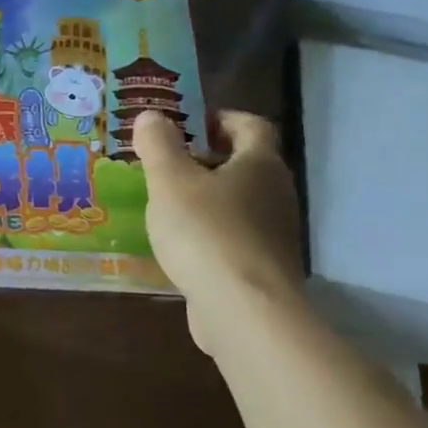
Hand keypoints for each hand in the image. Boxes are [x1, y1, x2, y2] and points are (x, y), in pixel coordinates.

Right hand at [135, 108, 302, 342]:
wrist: (244, 312)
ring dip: (207, 197)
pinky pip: (235, 236)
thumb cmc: (206, 232)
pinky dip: (210, 232)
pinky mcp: (263, 268)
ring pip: (240, 202)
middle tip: (166, 162)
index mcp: (260, 165)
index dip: (220, 118)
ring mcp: (275, 235)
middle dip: (207, 159)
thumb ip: (159, 145)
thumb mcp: (170, 181)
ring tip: (166, 203)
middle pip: (246, 164)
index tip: (187, 124)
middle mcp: (276, 194)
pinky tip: (180, 244)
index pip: (251, 125)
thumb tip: (151, 115)